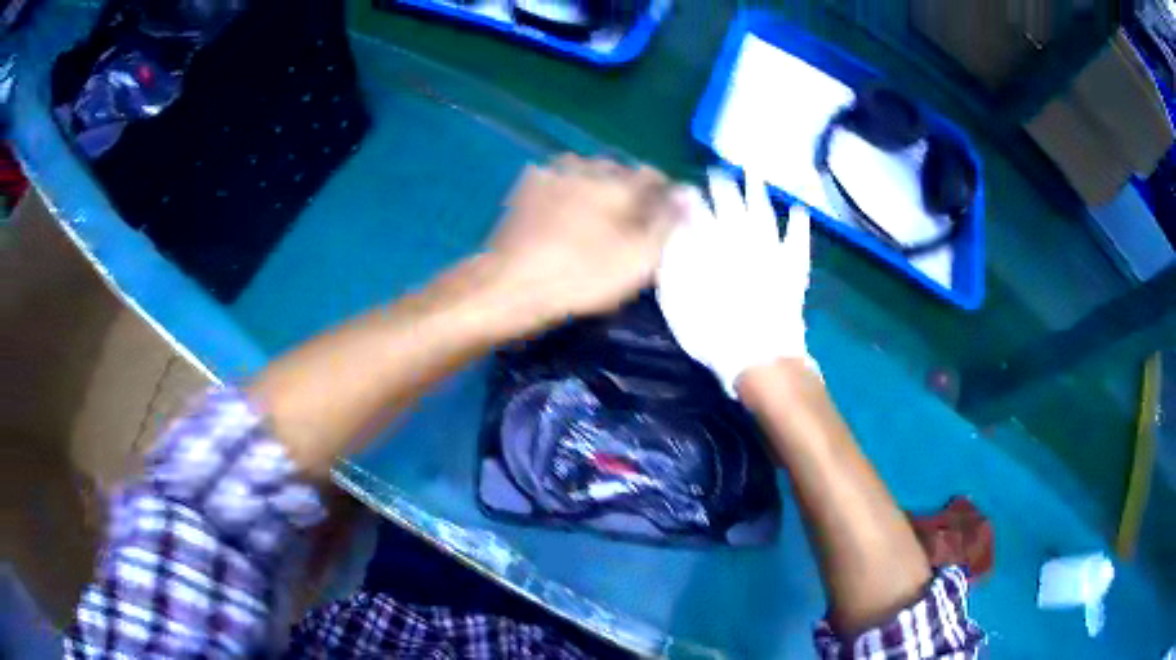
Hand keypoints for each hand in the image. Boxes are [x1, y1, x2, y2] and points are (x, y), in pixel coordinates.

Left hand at [486, 154, 677, 324]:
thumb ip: (668, 223)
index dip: (663, 196)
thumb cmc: (581, 276)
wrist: (513, 284)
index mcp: (620, 183)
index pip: (654, 177)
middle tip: (629, 220)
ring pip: (588, 170)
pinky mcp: (527, 186)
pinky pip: (557, 177)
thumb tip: (690, 193)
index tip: (663, 219)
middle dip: (630, 189)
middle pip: (620, 170)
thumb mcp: (637, 259)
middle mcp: (589, 168)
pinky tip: (563, 208)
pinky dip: (567, 188)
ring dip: (597, 185)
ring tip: (596, 214)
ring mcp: (554, 173)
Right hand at [656, 168, 813, 394]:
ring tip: (753, 173)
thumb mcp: (675, 300)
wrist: (757, 354)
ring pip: (763, 212)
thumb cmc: (710, 331)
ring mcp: (770, 249)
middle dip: (722, 186)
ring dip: (757, 191)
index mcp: (709, 245)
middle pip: (730, 204)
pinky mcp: (792, 266)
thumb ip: (671, 263)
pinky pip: (797, 240)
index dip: (690, 198)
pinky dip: (798, 224)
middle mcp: (740, 238)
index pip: (696, 212)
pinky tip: (798, 210)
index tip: (685, 188)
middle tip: (718, 172)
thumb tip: (671, 233)